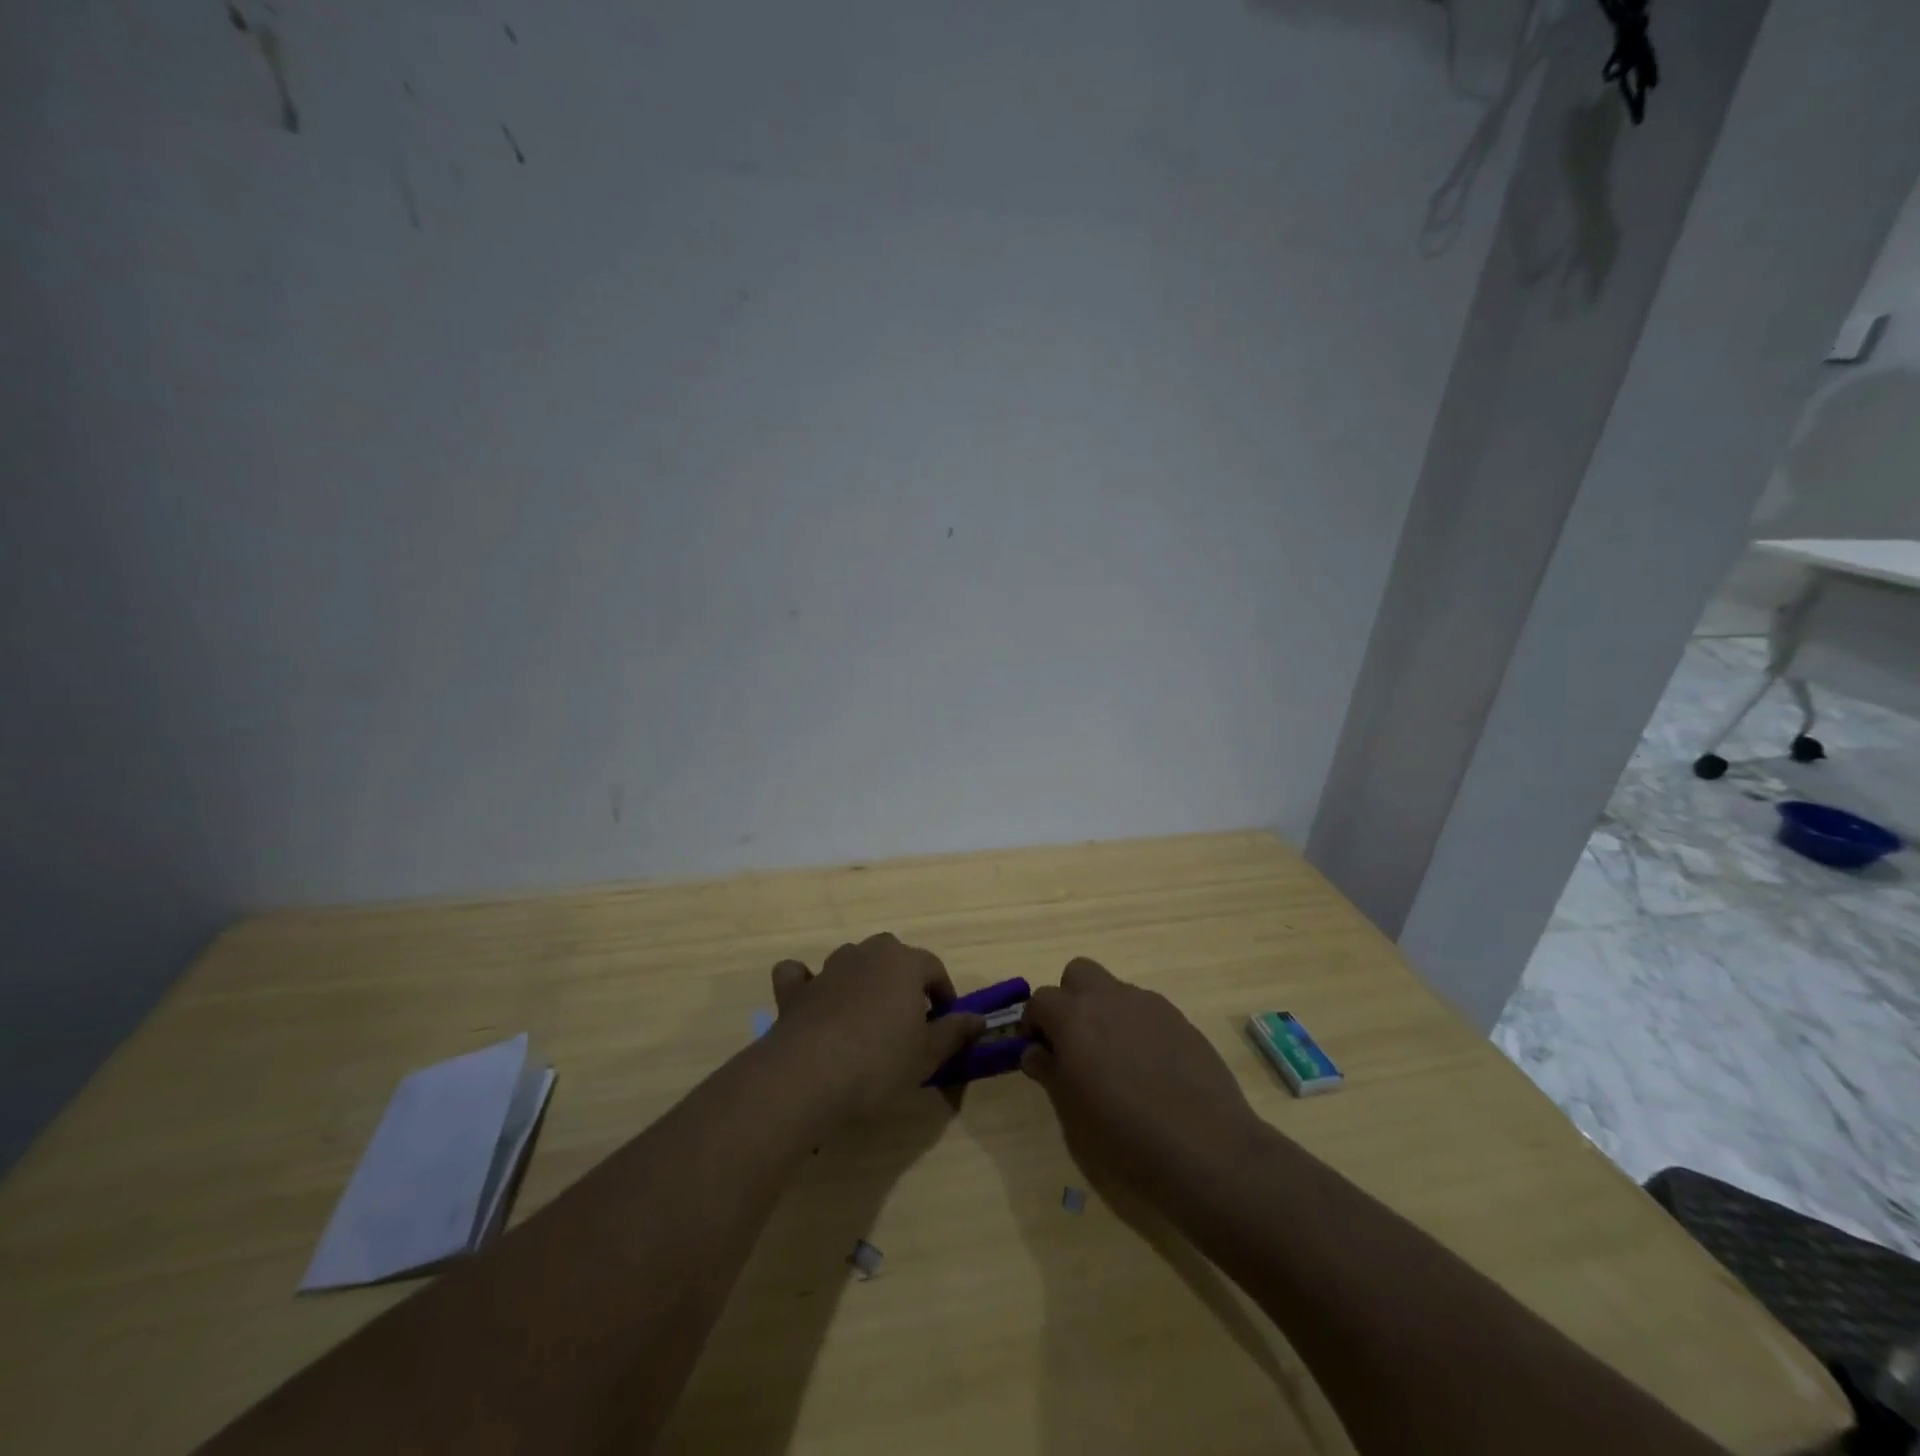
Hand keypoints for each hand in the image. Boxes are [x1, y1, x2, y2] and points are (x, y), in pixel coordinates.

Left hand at [763, 933, 984, 1117]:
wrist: (809, 1075)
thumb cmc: (880, 1062)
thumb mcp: (928, 1054)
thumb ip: (954, 1032)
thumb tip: (979, 1019)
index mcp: (904, 963)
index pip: (933, 967)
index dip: (943, 992)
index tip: (946, 1019)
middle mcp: (867, 954)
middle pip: (892, 954)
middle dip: (903, 977)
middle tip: (908, 1015)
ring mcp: (828, 968)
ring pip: (851, 959)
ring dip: (861, 978)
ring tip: (867, 1014)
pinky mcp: (795, 990)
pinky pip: (800, 974)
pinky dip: (807, 982)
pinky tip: (812, 1001)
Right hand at [1021, 958, 1263, 1191]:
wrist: (1205, 1148)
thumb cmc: (1123, 1136)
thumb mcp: (1071, 1112)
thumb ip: (1049, 1072)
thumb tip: (1035, 1052)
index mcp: (1074, 1017)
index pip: (1041, 999)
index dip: (1035, 1023)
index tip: (1040, 1052)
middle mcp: (1109, 998)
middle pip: (1078, 973)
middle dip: (1070, 999)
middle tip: (1074, 1041)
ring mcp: (1149, 1005)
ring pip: (1115, 990)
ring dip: (1105, 1012)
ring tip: (1116, 1060)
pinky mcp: (1180, 1019)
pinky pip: (1146, 1010)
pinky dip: (1137, 1027)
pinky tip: (1149, 1068)